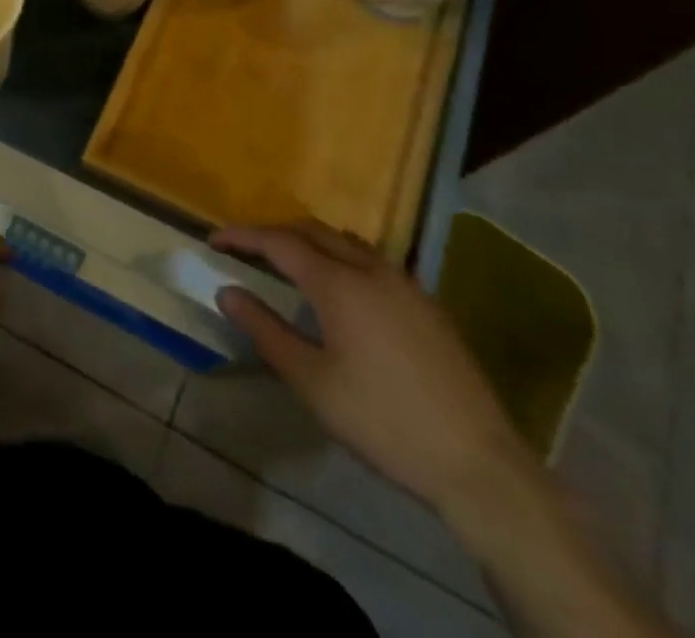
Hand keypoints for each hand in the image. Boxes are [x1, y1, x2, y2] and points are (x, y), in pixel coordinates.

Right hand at [211, 220, 530, 516]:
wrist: (479, 463)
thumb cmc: (384, 421)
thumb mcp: (312, 382)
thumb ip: (265, 330)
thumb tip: (227, 292)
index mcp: (339, 284)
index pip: (279, 242)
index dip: (243, 237)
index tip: (214, 241)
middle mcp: (371, 269)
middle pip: (313, 230)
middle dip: (275, 233)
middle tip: (247, 250)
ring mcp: (405, 284)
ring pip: (347, 242)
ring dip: (311, 242)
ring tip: (290, 263)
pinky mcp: (428, 304)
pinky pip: (373, 261)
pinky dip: (342, 258)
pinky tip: (342, 290)